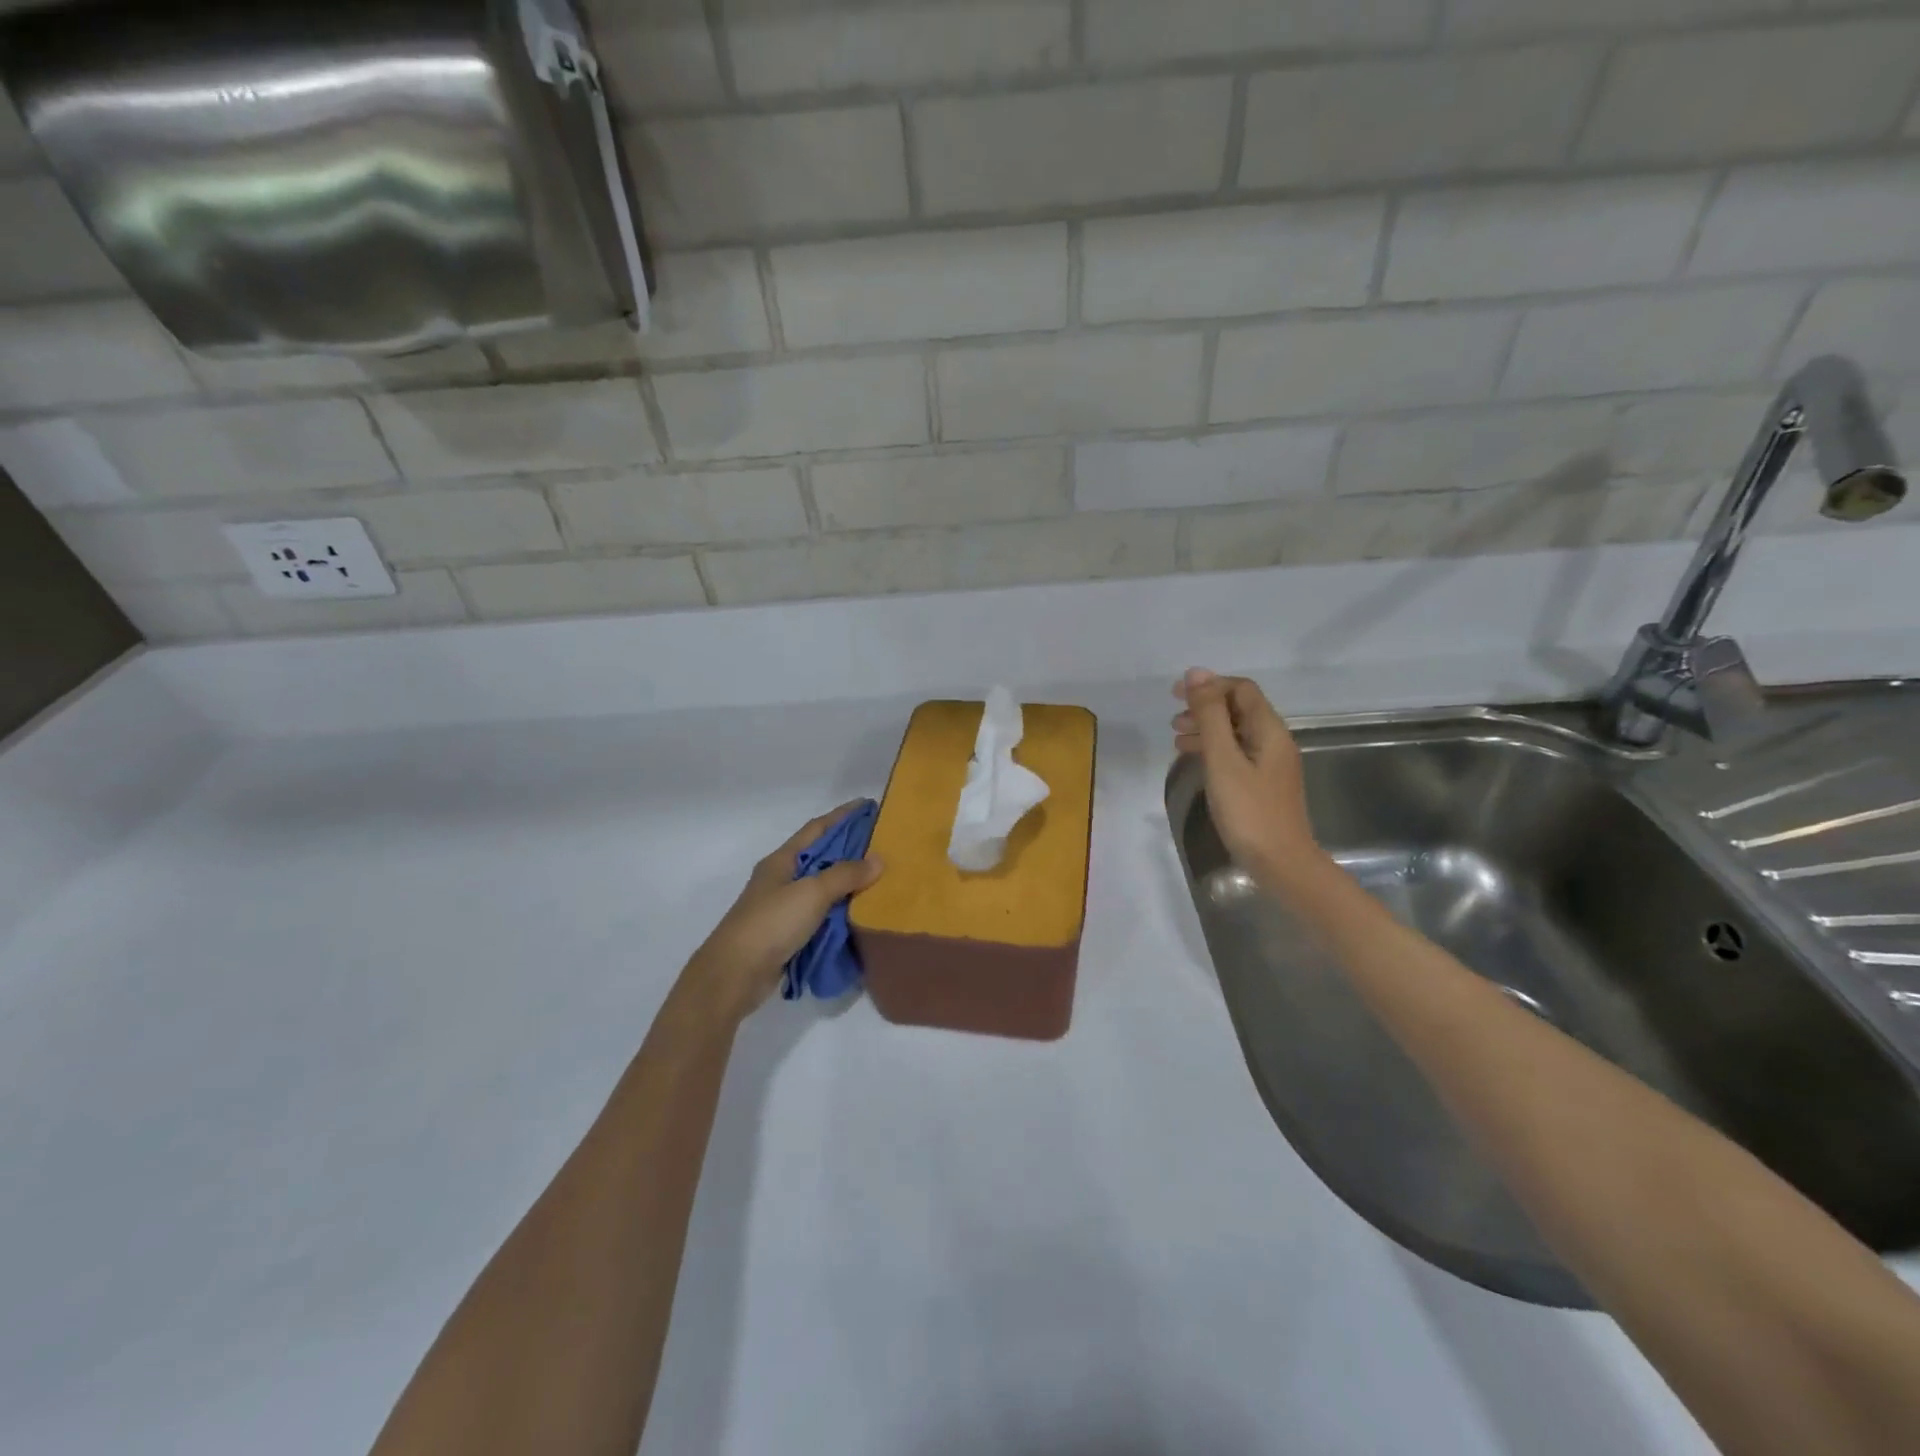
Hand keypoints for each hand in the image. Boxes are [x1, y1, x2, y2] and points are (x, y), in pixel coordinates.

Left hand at [683, 803, 883, 1024]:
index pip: (817, 828)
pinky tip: (863, 912)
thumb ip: (845, 875)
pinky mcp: (789, 934)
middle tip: (884, 844)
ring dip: (849, 882)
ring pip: (823, 887)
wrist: (735, 975)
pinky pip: (822, 914)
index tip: (870, 806)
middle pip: (822, 856)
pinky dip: (842, 910)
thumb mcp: (811, 893)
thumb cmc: (771, 923)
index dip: (843, 816)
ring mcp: (785, 907)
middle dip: (851, 848)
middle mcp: (782, 879)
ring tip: (882, 877)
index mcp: (782, 860)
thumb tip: (878, 859)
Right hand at [1172, 668, 1324, 886]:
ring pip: (1236, 732)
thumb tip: (1196, 673)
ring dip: (1206, 729)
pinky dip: (1213, 749)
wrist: (1281, 863)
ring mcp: (1270, 764)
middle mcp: (1274, 741)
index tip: (1175, 696)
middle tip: (1173, 720)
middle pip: (1239, 709)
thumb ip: (1210, 716)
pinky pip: (1236, 753)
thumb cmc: (1249, 810)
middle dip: (1205, 707)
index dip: (1209, 685)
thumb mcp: (1223, 759)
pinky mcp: (1262, 784)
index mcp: (1269, 730)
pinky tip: (1194, 761)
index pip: (1241, 689)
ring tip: (1176, 740)